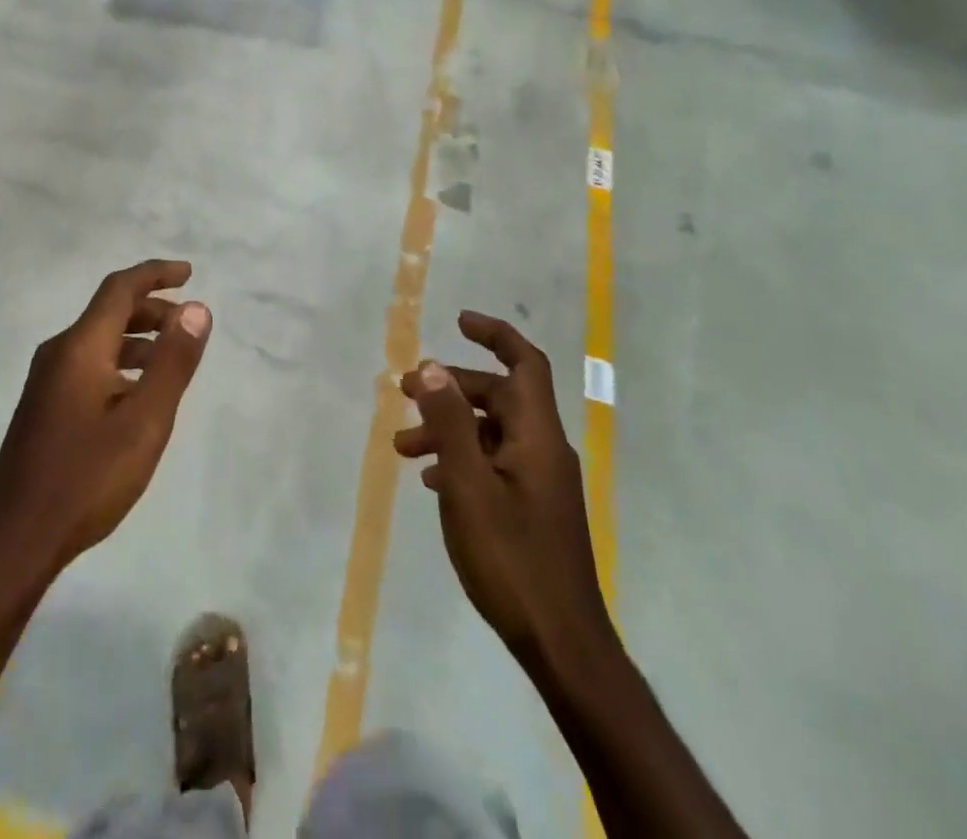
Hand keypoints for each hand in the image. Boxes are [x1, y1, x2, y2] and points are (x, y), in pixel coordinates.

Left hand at [0, 260, 212, 581]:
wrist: (16, 539)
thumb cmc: (87, 477)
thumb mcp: (145, 421)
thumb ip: (173, 362)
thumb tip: (197, 308)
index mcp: (80, 347)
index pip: (119, 288)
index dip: (155, 274)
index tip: (189, 274)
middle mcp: (59, 353)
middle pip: (108, 311)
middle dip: (151, 307)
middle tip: (187, 322)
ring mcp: (46, 381)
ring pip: (98, 340)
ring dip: (137, 337)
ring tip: (170, 357)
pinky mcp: (43, 406)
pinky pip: (88, 364)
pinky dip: (120, 362)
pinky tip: (136, 392)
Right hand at [393, 313, 612, 678]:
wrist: (563, 646)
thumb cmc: (513, 560)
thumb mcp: (469, 487)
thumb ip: (449, 425)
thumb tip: (434, 368)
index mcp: (537, 437)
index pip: (525, 365)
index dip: (495, 335)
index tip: (458, 321)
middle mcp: (543, 450)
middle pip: (498, 397)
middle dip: (451, 388)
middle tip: (405, 391)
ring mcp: (540, 482)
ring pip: (490, 433)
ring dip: (448, 429)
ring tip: (403, 447)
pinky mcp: (532, 510)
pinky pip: (493, 464)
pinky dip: (461, 459)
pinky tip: (431, 481)